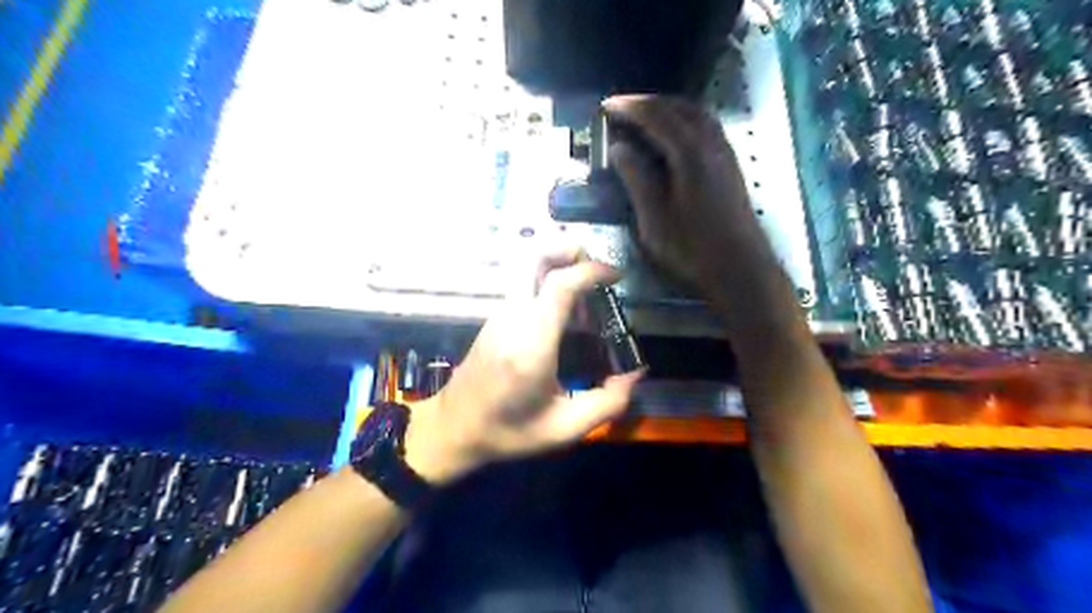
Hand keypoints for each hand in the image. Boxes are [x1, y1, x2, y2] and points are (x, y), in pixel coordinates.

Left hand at [405, 250, 642, 483]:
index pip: (559, 285)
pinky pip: (524, 286)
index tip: (615, 275)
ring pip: (527, 268)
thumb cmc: (508, 432)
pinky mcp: (495, 318)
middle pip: (534, 258)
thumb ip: (607, 403)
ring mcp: (500, 315)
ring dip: (560, 266)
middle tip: (597, 267)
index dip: (591, 271)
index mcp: (531, 344)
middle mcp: (513, 318)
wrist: (454, 429)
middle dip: (568, 249)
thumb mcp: (564, 429)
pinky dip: (549, 282)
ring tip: (588, 294)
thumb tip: (636, 373)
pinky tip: (567, 314)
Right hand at [605, 95, 774, 294]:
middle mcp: (712, 144)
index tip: (605, 106)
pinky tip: (674, 137)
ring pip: (698, 115)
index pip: (656, 116)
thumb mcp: (654, 220)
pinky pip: (707, 128)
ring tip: (645, 117)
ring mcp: (726, 154)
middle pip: (680, 107)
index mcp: (690, 154)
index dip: (629, 107)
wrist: (741, 271)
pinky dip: (686, 121)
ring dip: (670, 109)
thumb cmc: (692, 250)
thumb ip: (637, 179)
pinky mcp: (731, 167)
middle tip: (622, 108)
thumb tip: (619, 147)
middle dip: (649, 102)